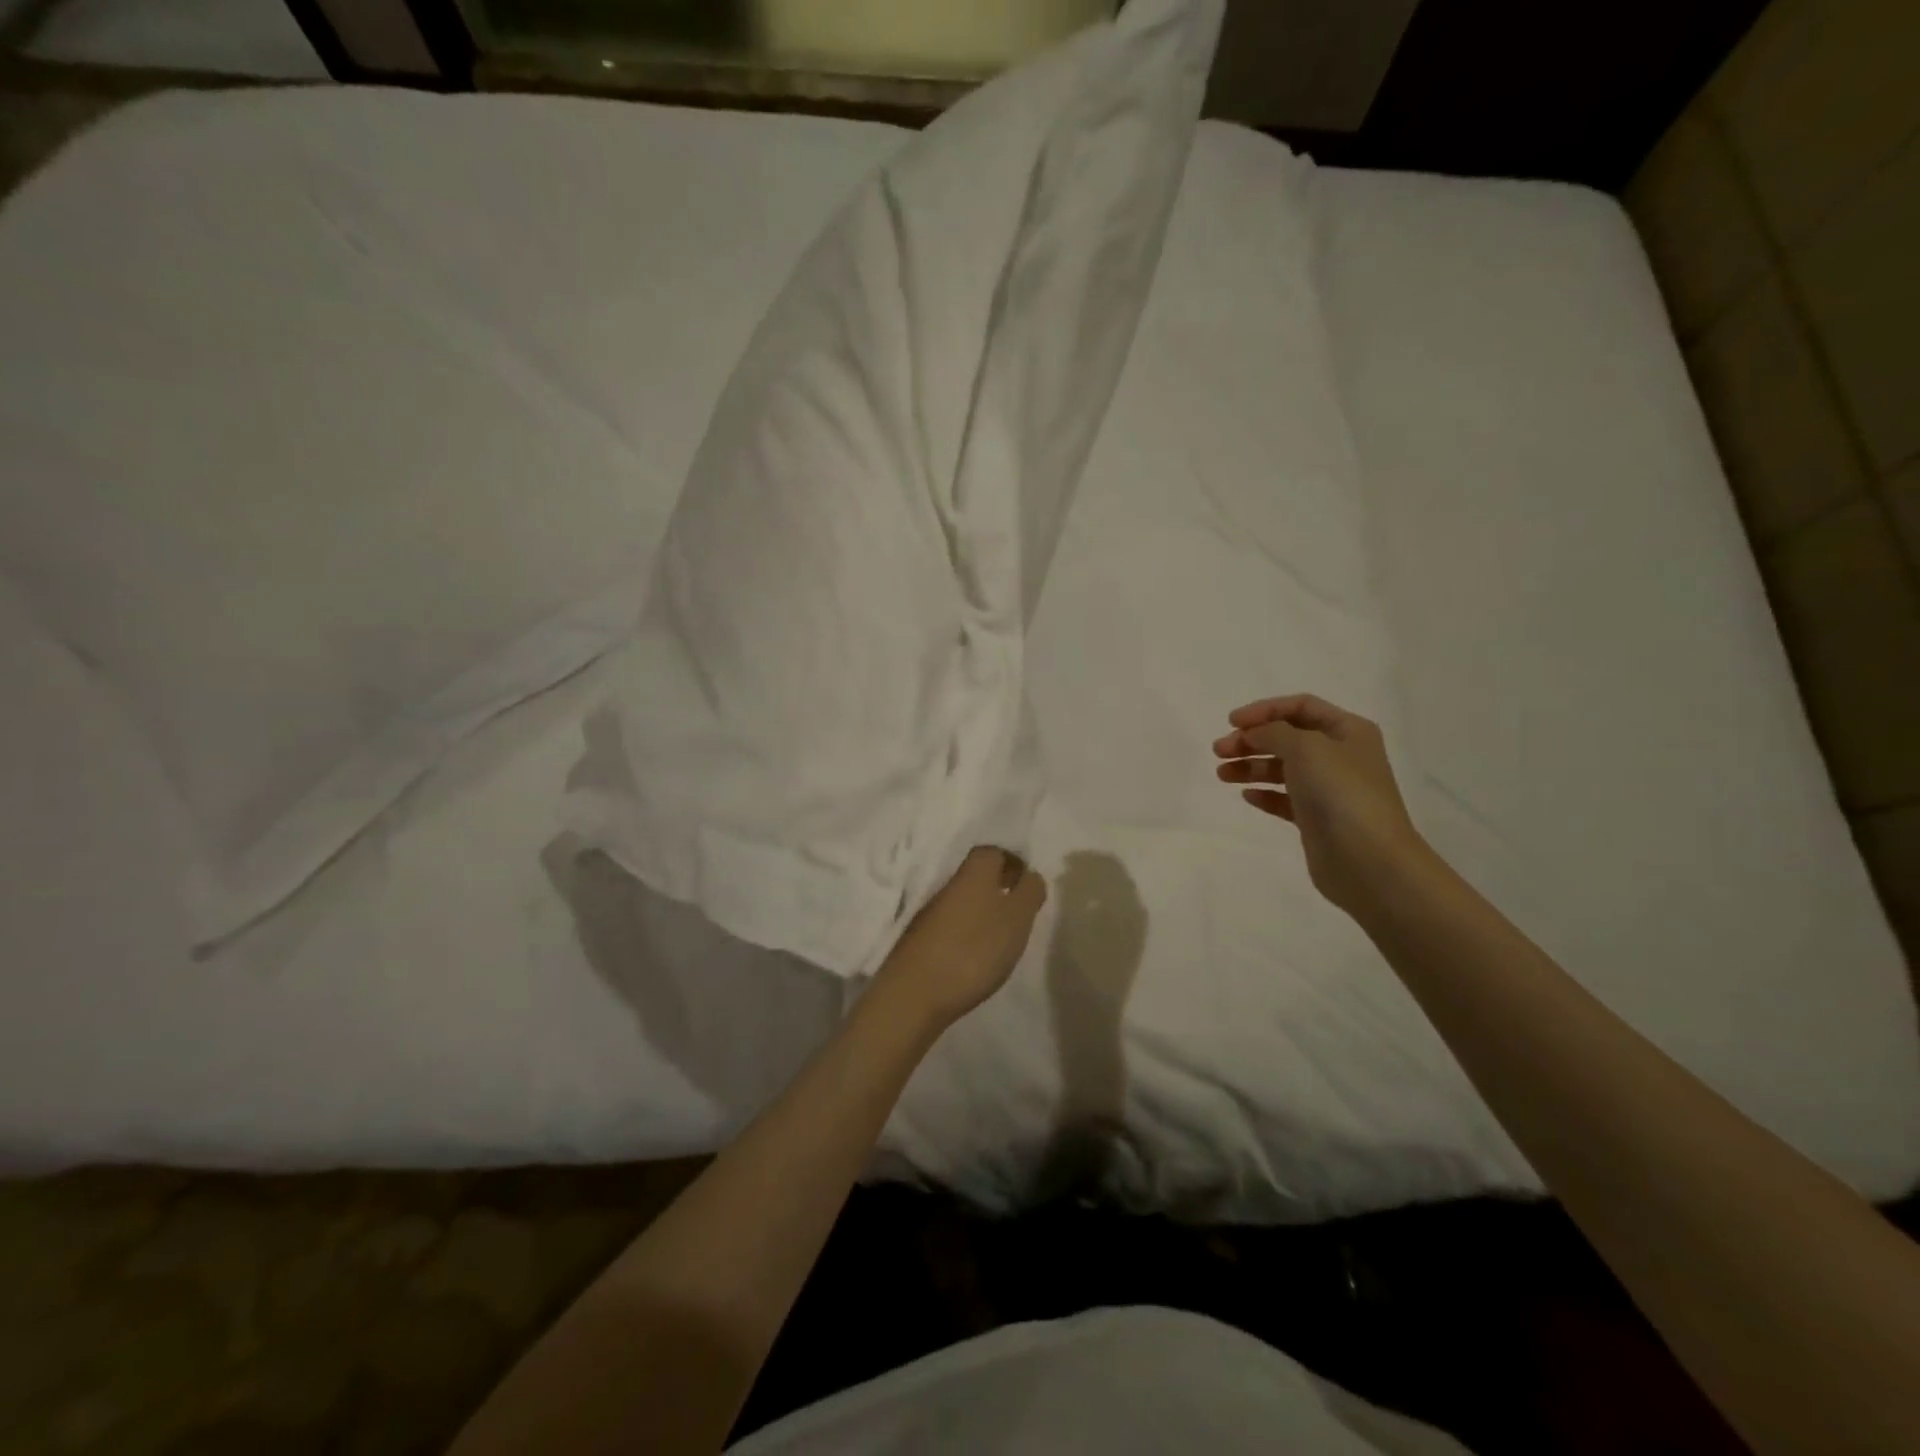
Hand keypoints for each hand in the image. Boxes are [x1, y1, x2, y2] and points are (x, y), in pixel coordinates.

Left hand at [875, 847, 1047, 1030]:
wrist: (915, 993)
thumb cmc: (974, 949)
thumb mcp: (1016, 919)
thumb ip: (1029, 892)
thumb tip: (1031, 874)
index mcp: (973, 872)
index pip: (993, 851)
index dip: (1012, 861)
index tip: (1027, 882)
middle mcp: (948, 883)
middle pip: (977, 874)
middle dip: (999, 885)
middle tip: (1019, 908)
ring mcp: (930, 911)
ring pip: (963, 898)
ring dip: (983, 908)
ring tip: (1002, 934)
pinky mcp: (920, 937)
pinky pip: (951, 922)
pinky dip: (967, 929)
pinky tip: (976, 951)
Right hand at [1212, 694, 1428, 917]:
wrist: (1368, 860)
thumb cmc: (1340, 793)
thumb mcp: (1305, 747)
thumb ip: (1273, 732)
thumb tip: (1254, 733)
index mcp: (1347, 731)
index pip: (1301, 706)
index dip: (1264, 710)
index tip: (1231, 723)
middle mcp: (1340, 755)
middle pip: (1288, 737)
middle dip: (1251, 740)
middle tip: (1219, 751)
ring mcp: (1329, 789)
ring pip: (1283, 768)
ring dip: (1251, 766)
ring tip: (1222, 775)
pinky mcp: (1317, 818)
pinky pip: (1285, 798)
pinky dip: (1265, 793)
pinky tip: (1247, 796)